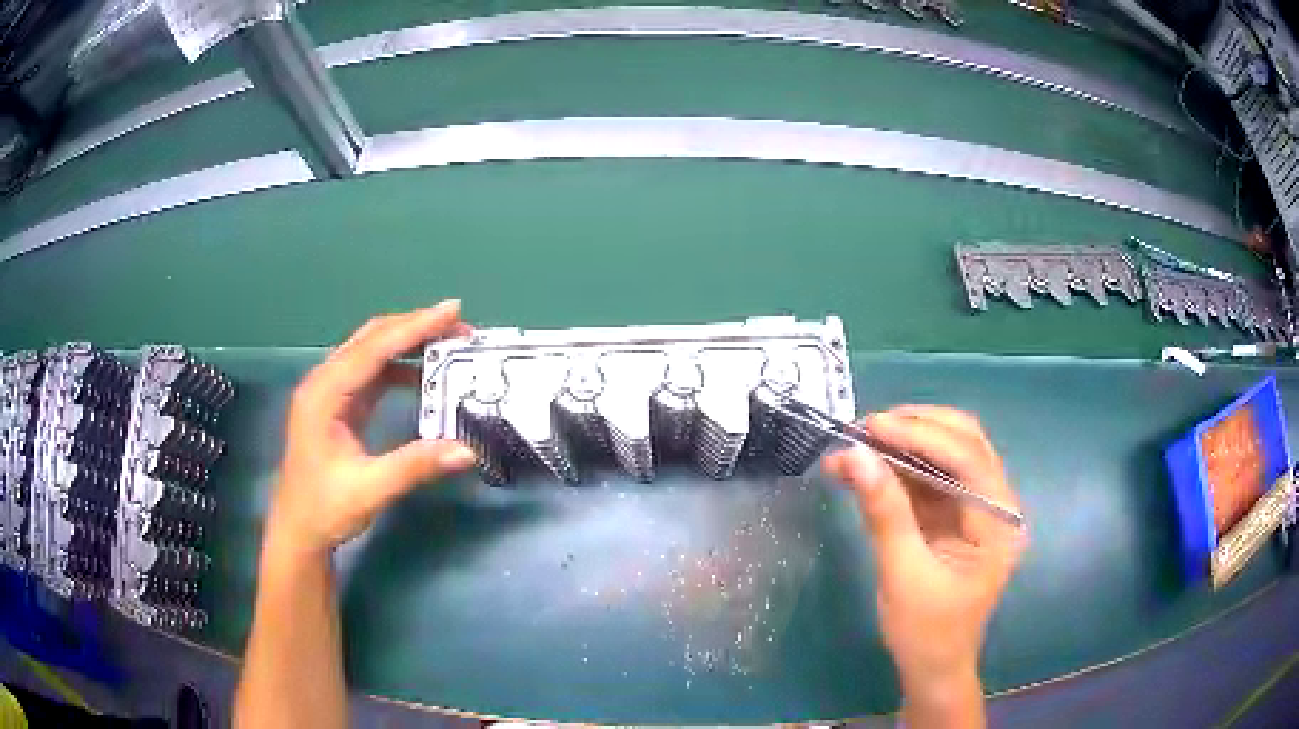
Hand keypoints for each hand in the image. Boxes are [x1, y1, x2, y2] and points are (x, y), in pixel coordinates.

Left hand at [268, 301, 477, 557]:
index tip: (453, 310)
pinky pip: (372, 373)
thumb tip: (468, 450)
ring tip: (449, 345)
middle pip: (372, 339)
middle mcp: (324, 382)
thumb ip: (416, 465)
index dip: (414, 327)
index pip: (374, 348)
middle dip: (415, 327)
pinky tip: (424, 376)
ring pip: (372, 352)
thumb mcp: (371, 489)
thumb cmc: (325, 508)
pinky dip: (400, 367)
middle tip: (459, 326)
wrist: (298, 531)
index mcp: (324, 394)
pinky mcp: (339, 405)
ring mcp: (330, 392)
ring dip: (409, 344)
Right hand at [822, 407, 1023, 708]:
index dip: (921, 435)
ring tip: (857, 443)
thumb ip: (885, 513)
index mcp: (1000, 521)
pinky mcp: (955, 515)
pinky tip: (865, 466)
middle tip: (865, 428)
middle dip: (915, 428)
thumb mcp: (903, 574)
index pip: (968, 458)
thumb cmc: (926, 632)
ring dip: (903, 444)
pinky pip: (930, 477)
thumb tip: (854, 455)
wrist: (933, 668)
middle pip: (964, 442)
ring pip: (946, 453)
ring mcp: (977, 507)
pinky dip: (898, 467)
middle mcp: (996, 504)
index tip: (872, 426)